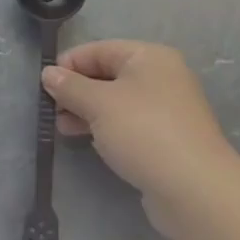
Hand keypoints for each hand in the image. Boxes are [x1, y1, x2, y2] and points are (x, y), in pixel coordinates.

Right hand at [43, 41, 239, 231]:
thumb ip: (70, 86)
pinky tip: (88, 141)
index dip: (69, 63)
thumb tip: (48, 74)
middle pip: (108, 75)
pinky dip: (106, 128)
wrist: (195, 190)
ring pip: (117, 102)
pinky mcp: (167, 140)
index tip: (44, 83)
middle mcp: (162, 77)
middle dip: (77, 90)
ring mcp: (167, 110)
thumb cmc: (144, 132)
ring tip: (61, 127)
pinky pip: (128, 124)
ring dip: (87, 111)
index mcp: (149, 57)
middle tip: (50, 108)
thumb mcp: (99, 104)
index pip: (99, 49)